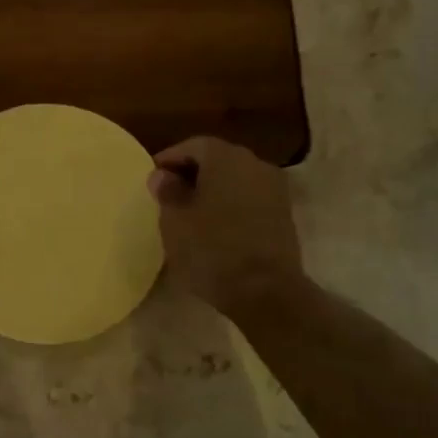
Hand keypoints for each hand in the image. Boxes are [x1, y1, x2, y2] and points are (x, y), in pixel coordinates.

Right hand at [147, 137, 303, 318]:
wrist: (265, 292)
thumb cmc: (211, 249)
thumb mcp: (175, 221)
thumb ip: (167, 192)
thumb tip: (163, 176)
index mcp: (225, 157)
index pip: (193, 146)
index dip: (170, 159)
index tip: (153, 179)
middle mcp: (255, 164)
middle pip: (218, 159)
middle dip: (192, 173)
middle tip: (169, 195)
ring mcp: (275, 189)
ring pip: (235, 180)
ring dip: (213, 191)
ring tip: (191, 214)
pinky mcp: (284, 215)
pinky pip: (250, 199)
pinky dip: (231, 206)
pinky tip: (216, 228)